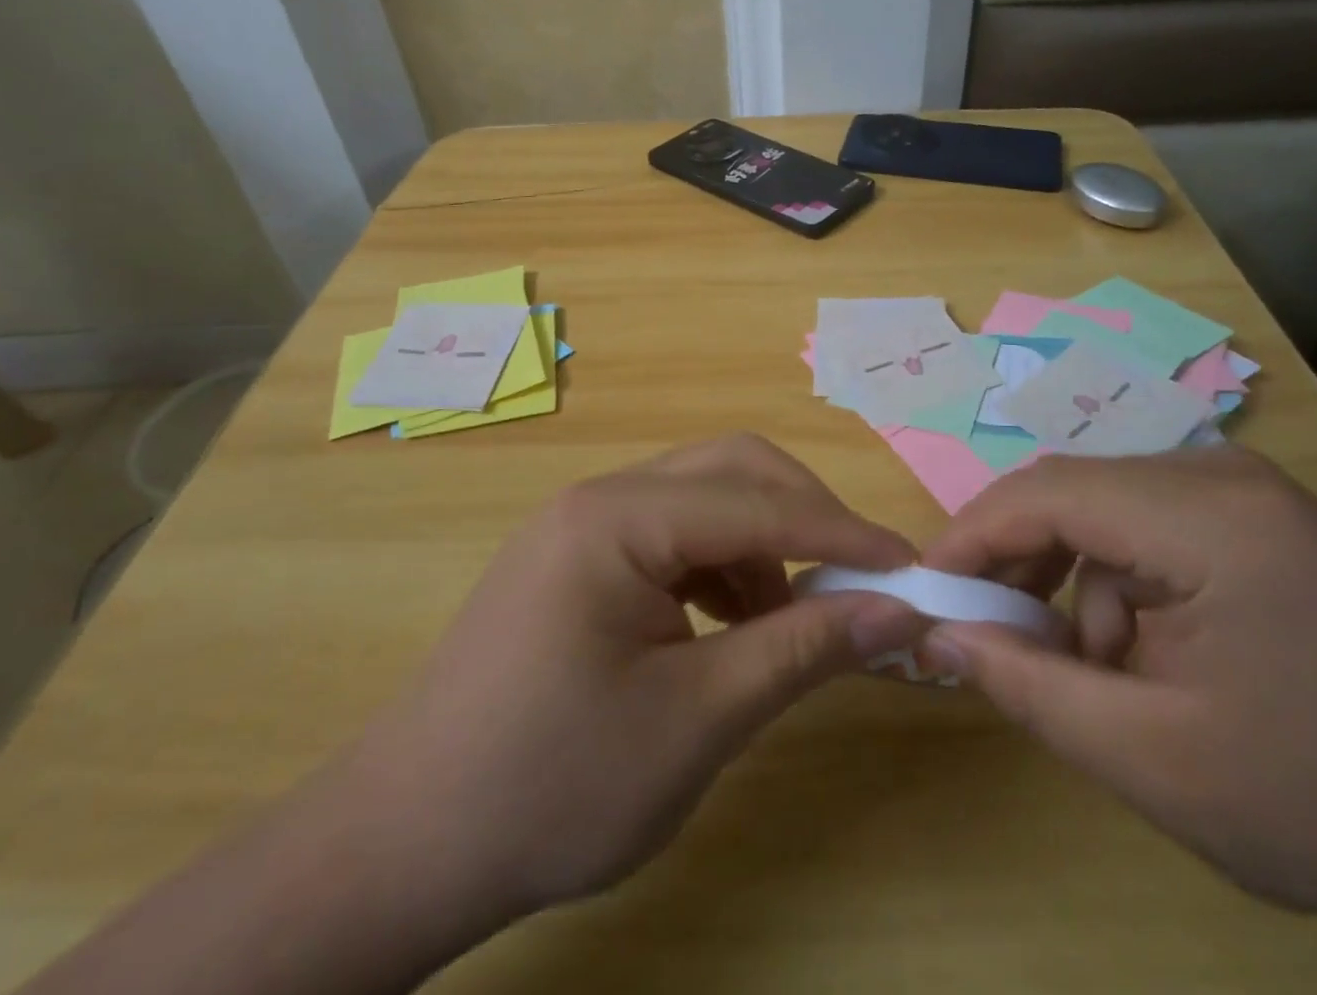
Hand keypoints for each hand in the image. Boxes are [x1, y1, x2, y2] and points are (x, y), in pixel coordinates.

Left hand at [350, 434, 924, 922]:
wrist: (404, 846)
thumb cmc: (549, 786)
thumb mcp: (696, 721)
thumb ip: (800, 650)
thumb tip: (895, 612)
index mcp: (618, 517)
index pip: (758, 503)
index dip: (843, 535)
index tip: (912, 568)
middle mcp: (601, 497)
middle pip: (731, 471)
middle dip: (805, 518)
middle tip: (858, 581)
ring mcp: (586, 525)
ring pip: (705, 498)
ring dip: (765, 544)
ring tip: (793, 618)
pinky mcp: (580, 560)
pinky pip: (674, 536)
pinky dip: (723, 567)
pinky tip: (735, 625)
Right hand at [919, 446, 1316, 915]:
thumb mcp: (1155, 761)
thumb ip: (1030, 688)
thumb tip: (941, 635)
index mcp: (1209, 519)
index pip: (1049, 494)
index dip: (973, 535)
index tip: (928, 589)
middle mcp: (1222, 475)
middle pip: (1073, 492)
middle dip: (1017, 559)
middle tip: (986, 629)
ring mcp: (1244, 489)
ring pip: (1104, 509)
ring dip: (1071, 579)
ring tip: (1083, 665)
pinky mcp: (1253, 514)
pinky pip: (1147, 524)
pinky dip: (1117, 581)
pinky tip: (1141, 649)